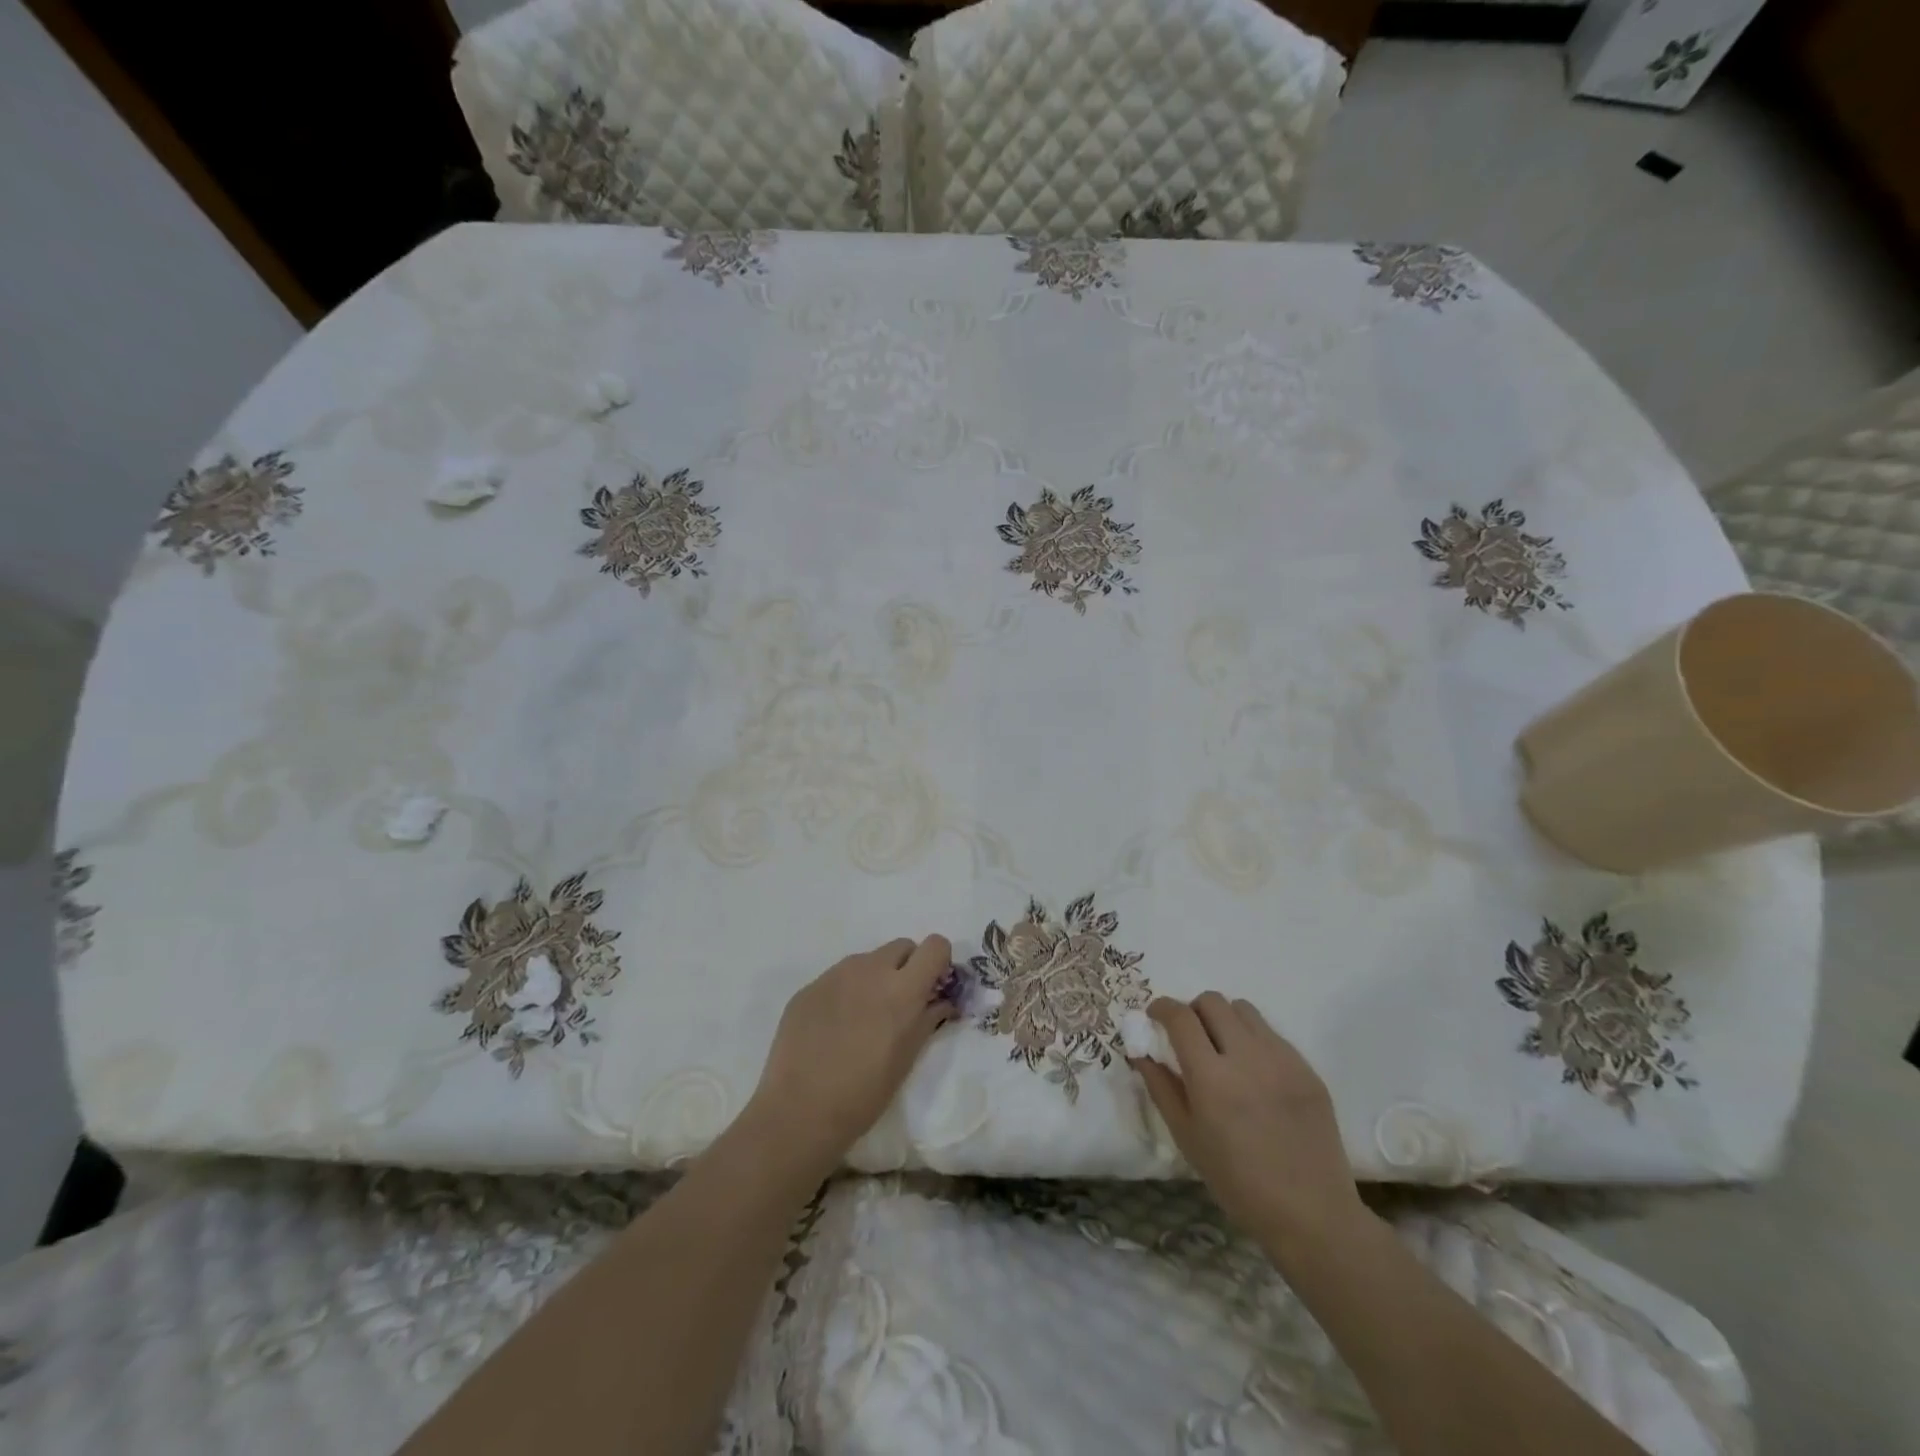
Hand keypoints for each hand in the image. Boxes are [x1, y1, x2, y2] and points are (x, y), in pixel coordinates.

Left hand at [743, 936, 952, 1175]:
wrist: (799, 1111)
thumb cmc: (864, 1093)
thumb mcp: (907, 1058)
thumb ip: (928, 1018)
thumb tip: (941, 1000)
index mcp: (902, 988)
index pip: (934, 945)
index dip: (938, 962)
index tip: (932, 985)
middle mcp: (870, 969)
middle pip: (901, 946)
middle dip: (908, 967)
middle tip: (900, 1003)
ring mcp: (835, 974)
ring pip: (868, 960)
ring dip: (875, 978)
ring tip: (863, 1018)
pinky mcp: (809, 987)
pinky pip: (838, 978)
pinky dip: (845, 992)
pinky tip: (834, 1028)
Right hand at [1133, 993, 1363, 1258]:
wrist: (1311, 1214)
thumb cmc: (1238, 1182)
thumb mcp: (1187, 1137)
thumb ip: (1161, 1087)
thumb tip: (1141, 1052)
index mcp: (1211, 1078)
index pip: (1180, 1017)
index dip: (1162, 1008)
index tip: (1155, 1017)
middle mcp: (1247, 1057)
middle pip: (1212, 1001)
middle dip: (1192, 1010)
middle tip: (1189, 1035)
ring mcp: (1282, 1059)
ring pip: (1244, 1010)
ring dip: (1224, 1019)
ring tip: (1223, 1048)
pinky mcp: (1307, 1068)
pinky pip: (1272, 1034)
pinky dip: (1253, 1039)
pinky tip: (1254, 1072)